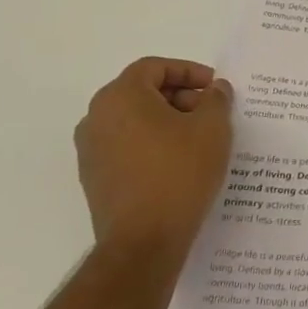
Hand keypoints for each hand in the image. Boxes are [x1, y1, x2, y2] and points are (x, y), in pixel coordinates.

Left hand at [74, 57, 233, 267]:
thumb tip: (214, 89)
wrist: (144, 241)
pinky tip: (179, 163)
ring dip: (166, 121)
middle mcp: (97, 117)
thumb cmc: (179, 173)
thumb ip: (216, 99)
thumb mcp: (212, 128)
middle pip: (141, 92)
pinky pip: (126, 146)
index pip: (153, 67)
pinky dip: (152, 144)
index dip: (188, 71)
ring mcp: (91, 150)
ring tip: (199, 139)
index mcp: (120, 97)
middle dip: (179, 96)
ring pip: (133, 120)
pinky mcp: (94, 178)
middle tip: (210, 112)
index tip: (214, 87)